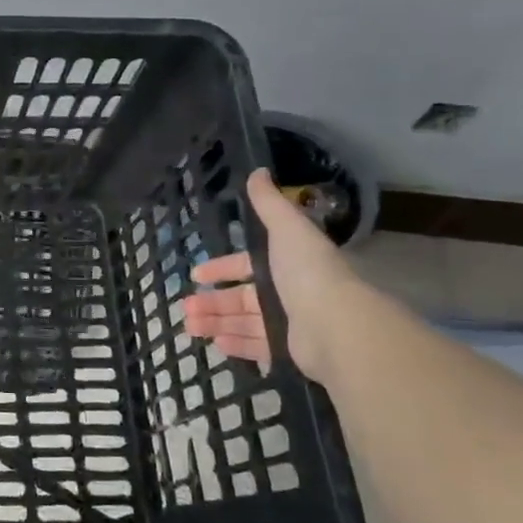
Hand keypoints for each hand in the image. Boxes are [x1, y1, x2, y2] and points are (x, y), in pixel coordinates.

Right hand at [183, 167, 362, 381]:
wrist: (337, 324)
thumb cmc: (307, 273)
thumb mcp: (287, 229)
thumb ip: (268, 203)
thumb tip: (257, 171)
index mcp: (287, 264)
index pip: (248, 265)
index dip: (222, 268)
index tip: (197, 274)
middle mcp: (290, 293)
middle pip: (242, 297)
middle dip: (212, 301)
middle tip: (186, 307)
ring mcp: (291, 324)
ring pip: (244, 322)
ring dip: (216, 323)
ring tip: (190, 327)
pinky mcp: (290, 351)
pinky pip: (258, 347)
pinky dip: (236, 345)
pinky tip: (214, 345)